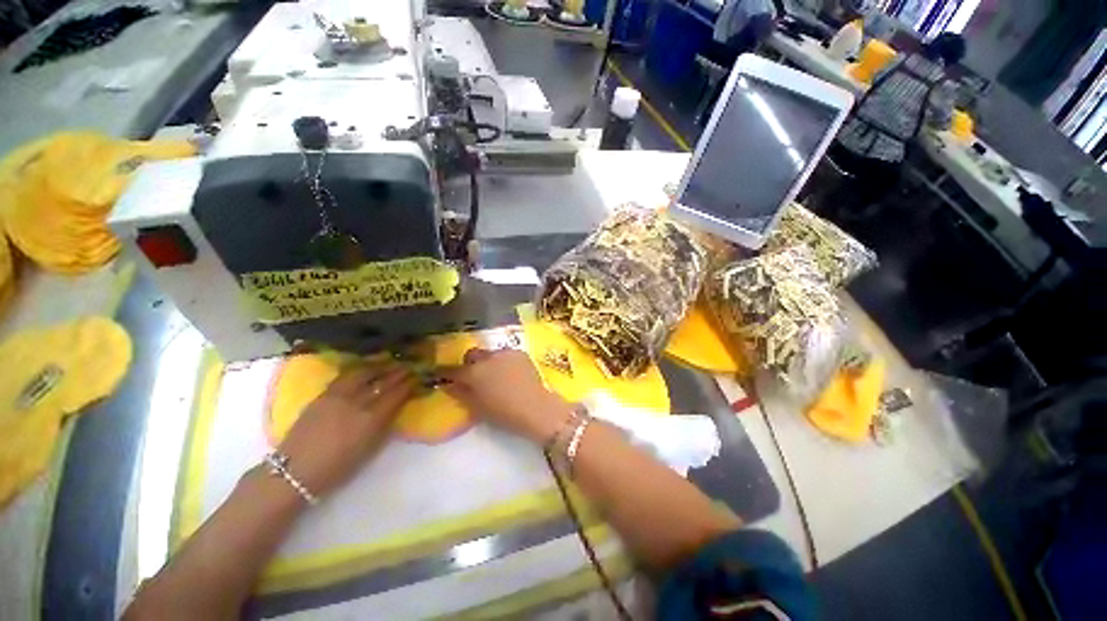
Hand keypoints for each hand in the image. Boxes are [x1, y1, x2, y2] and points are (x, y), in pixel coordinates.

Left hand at [278, 363, 415, 497]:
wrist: (296, 471)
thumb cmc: (337, 467)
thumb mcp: (369, 449)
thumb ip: (385, 424)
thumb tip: (397, 406)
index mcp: (371, 420)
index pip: (396, 394)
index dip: (409, 384)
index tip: (418, 378)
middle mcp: (357, 403)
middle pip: (383, 382)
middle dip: (399, 373)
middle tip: (409, 366)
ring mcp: (339, 396)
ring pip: (364, 373)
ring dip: (380, 366)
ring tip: (390, 362)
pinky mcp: (324, 394)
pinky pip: (346, 376)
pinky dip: (360, 369)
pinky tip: (366, 367)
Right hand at [444, 349, 572, 444]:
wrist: (535, 407)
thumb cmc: (503, 413)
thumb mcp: (477, 408)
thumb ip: (461, 393)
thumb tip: (449, 385)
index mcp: (474, 373)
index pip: (453, 370)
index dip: (445, 372)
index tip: (441, 375)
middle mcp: (487, 358)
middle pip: (472, 354)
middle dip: (470, 363)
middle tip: (474, 376)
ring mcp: (505, 353)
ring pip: (490, 353)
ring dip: (489, 362)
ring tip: (497, 375)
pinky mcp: (520, 352)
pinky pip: (506, 354)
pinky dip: (505, 362)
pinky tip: (511, 373)